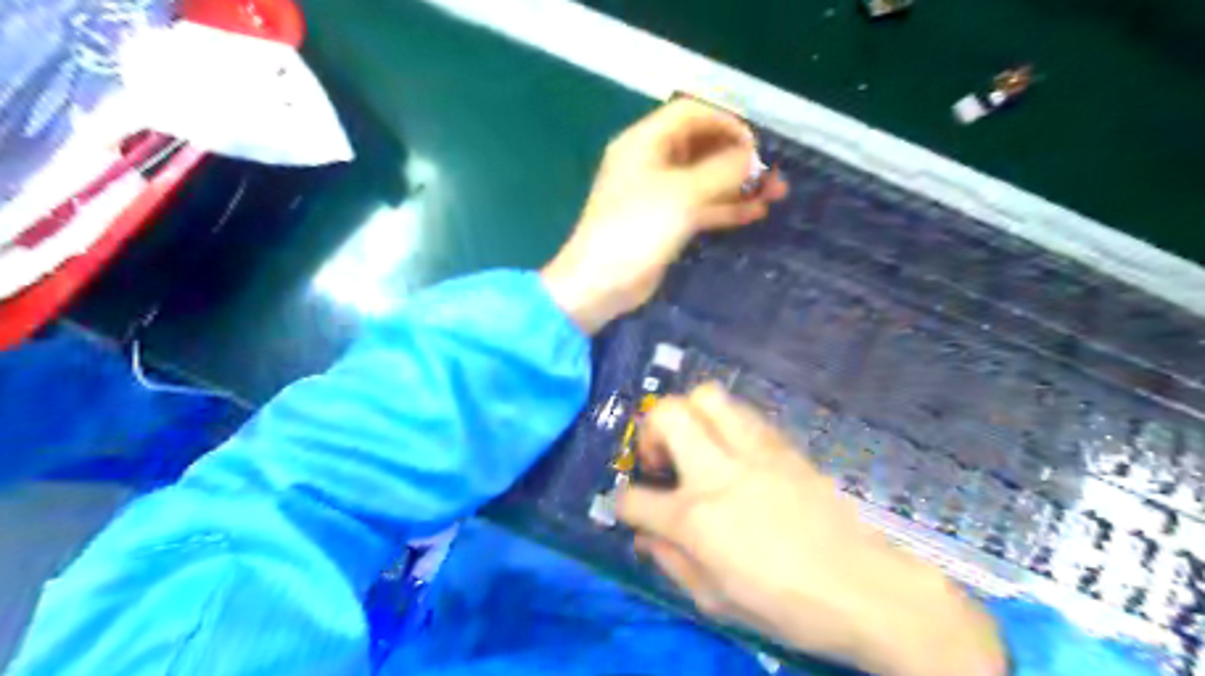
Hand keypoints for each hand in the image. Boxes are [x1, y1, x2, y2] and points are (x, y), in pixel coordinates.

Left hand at [543, 98, 787, 333]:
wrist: (602, 283)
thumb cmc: (638, 229)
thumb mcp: (683, 194)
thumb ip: (722, 170)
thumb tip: (752, 157)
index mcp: (645, 142)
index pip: (691, 114)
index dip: (726, 122)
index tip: (756, 145)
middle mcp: (651, 162)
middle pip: (701, 147)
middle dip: (739, 157)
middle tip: (772, 173)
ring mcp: (658, 194)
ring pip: (704, 180)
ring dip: (738, 185)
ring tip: (776, 194)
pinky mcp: (664, 222)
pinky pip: (699, 206)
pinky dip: (725, 208)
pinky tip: (754, 213)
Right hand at [621, 386, 1009, 674]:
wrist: (862, 587)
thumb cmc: (785, 605)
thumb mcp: (714, 601)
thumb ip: (671, 562)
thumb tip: (646, 536)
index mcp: (695, 518)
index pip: (634, 497)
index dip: (624, 504)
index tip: (634, 509)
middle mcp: (718, 471)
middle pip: (665, 413)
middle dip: (649, 430)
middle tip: (661, 458)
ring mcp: (753, 450)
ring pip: (706, 396)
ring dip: (688, 414)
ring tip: (695, 444)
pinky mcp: (782, 444)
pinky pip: (742, 412)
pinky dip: (724, 422)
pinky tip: (732, 450)